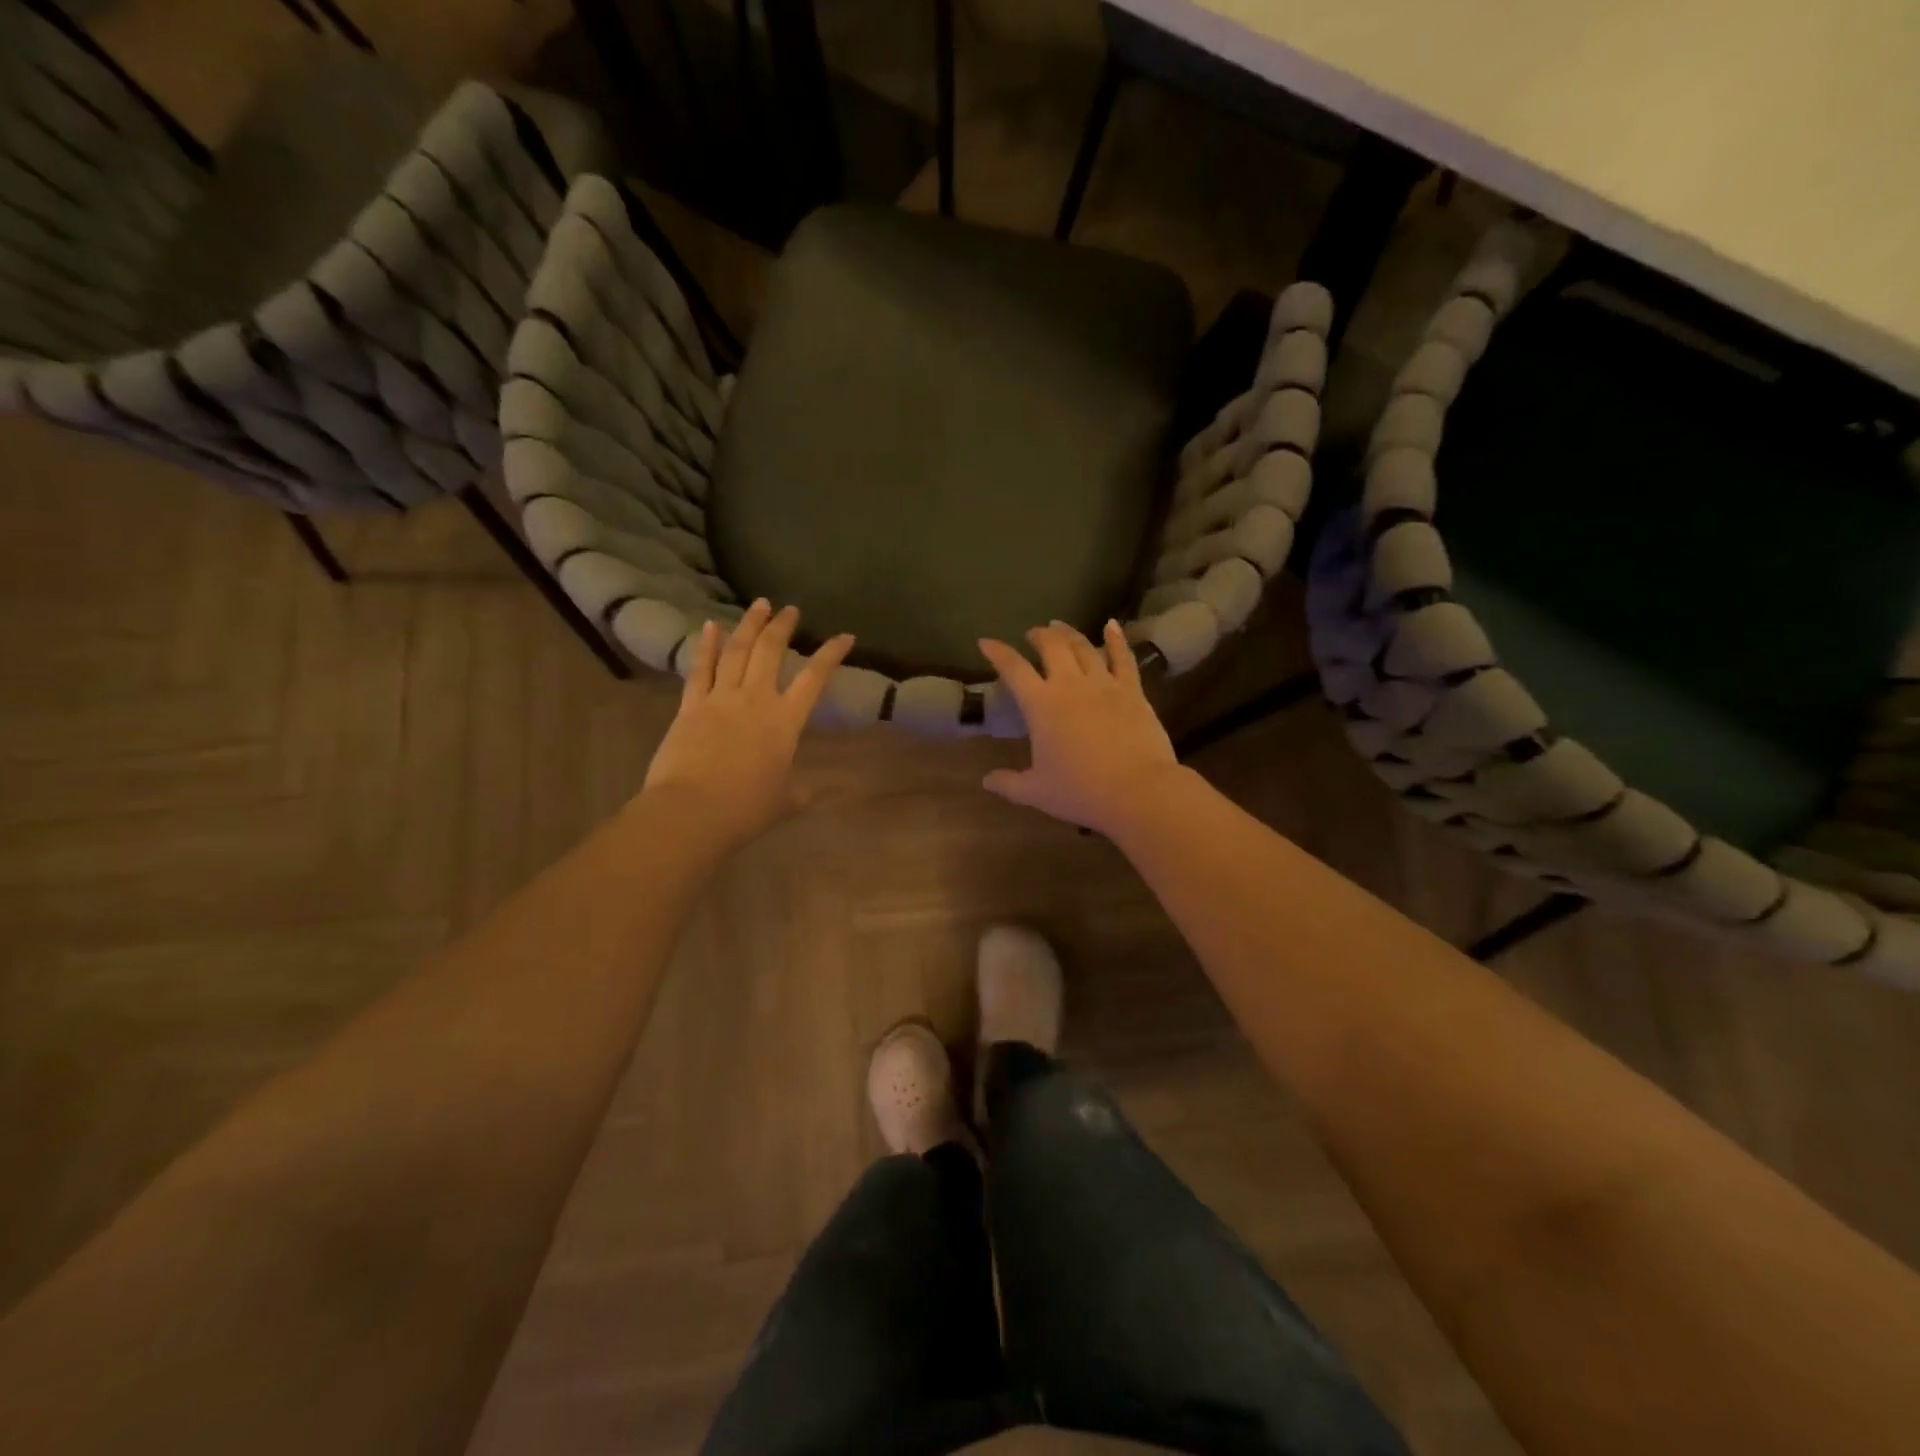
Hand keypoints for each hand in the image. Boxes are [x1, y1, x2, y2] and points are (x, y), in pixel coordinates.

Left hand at [642, 600, 853, 849]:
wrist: (692, 811)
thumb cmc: (745, 809)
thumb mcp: (783, 802)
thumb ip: (798, 792)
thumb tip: (811, 792)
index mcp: (785, 721)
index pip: (814, 679)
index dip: (831, 654)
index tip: (845, 636)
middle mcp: (755, 699)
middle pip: (770, 652)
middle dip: (782, 627)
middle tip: (789, 609)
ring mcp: (720, 698)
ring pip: (736, 651)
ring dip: (749, 625)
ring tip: (759, 605)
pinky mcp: (690, 706)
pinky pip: (700, 668)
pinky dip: (707, 645)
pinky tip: (711, 625)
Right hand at [978, 620, 1189, 837]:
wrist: (1138, 791)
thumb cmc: (1080, 791)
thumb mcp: (1036, 792)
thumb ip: (1008, 783)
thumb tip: (986, 781)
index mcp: (1041, 705)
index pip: (1013, 669)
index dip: (997, 652)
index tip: (986, 642)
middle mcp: (1070, 684)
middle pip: (1052, 647)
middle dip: (1038, 635)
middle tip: (1032, 634)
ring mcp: (1104, 684)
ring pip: (1084, 647)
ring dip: (1069, 632)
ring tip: (1060, 626)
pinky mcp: (1132, 691)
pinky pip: (1123, 658)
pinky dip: (1116, 638)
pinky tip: (1112, 625)